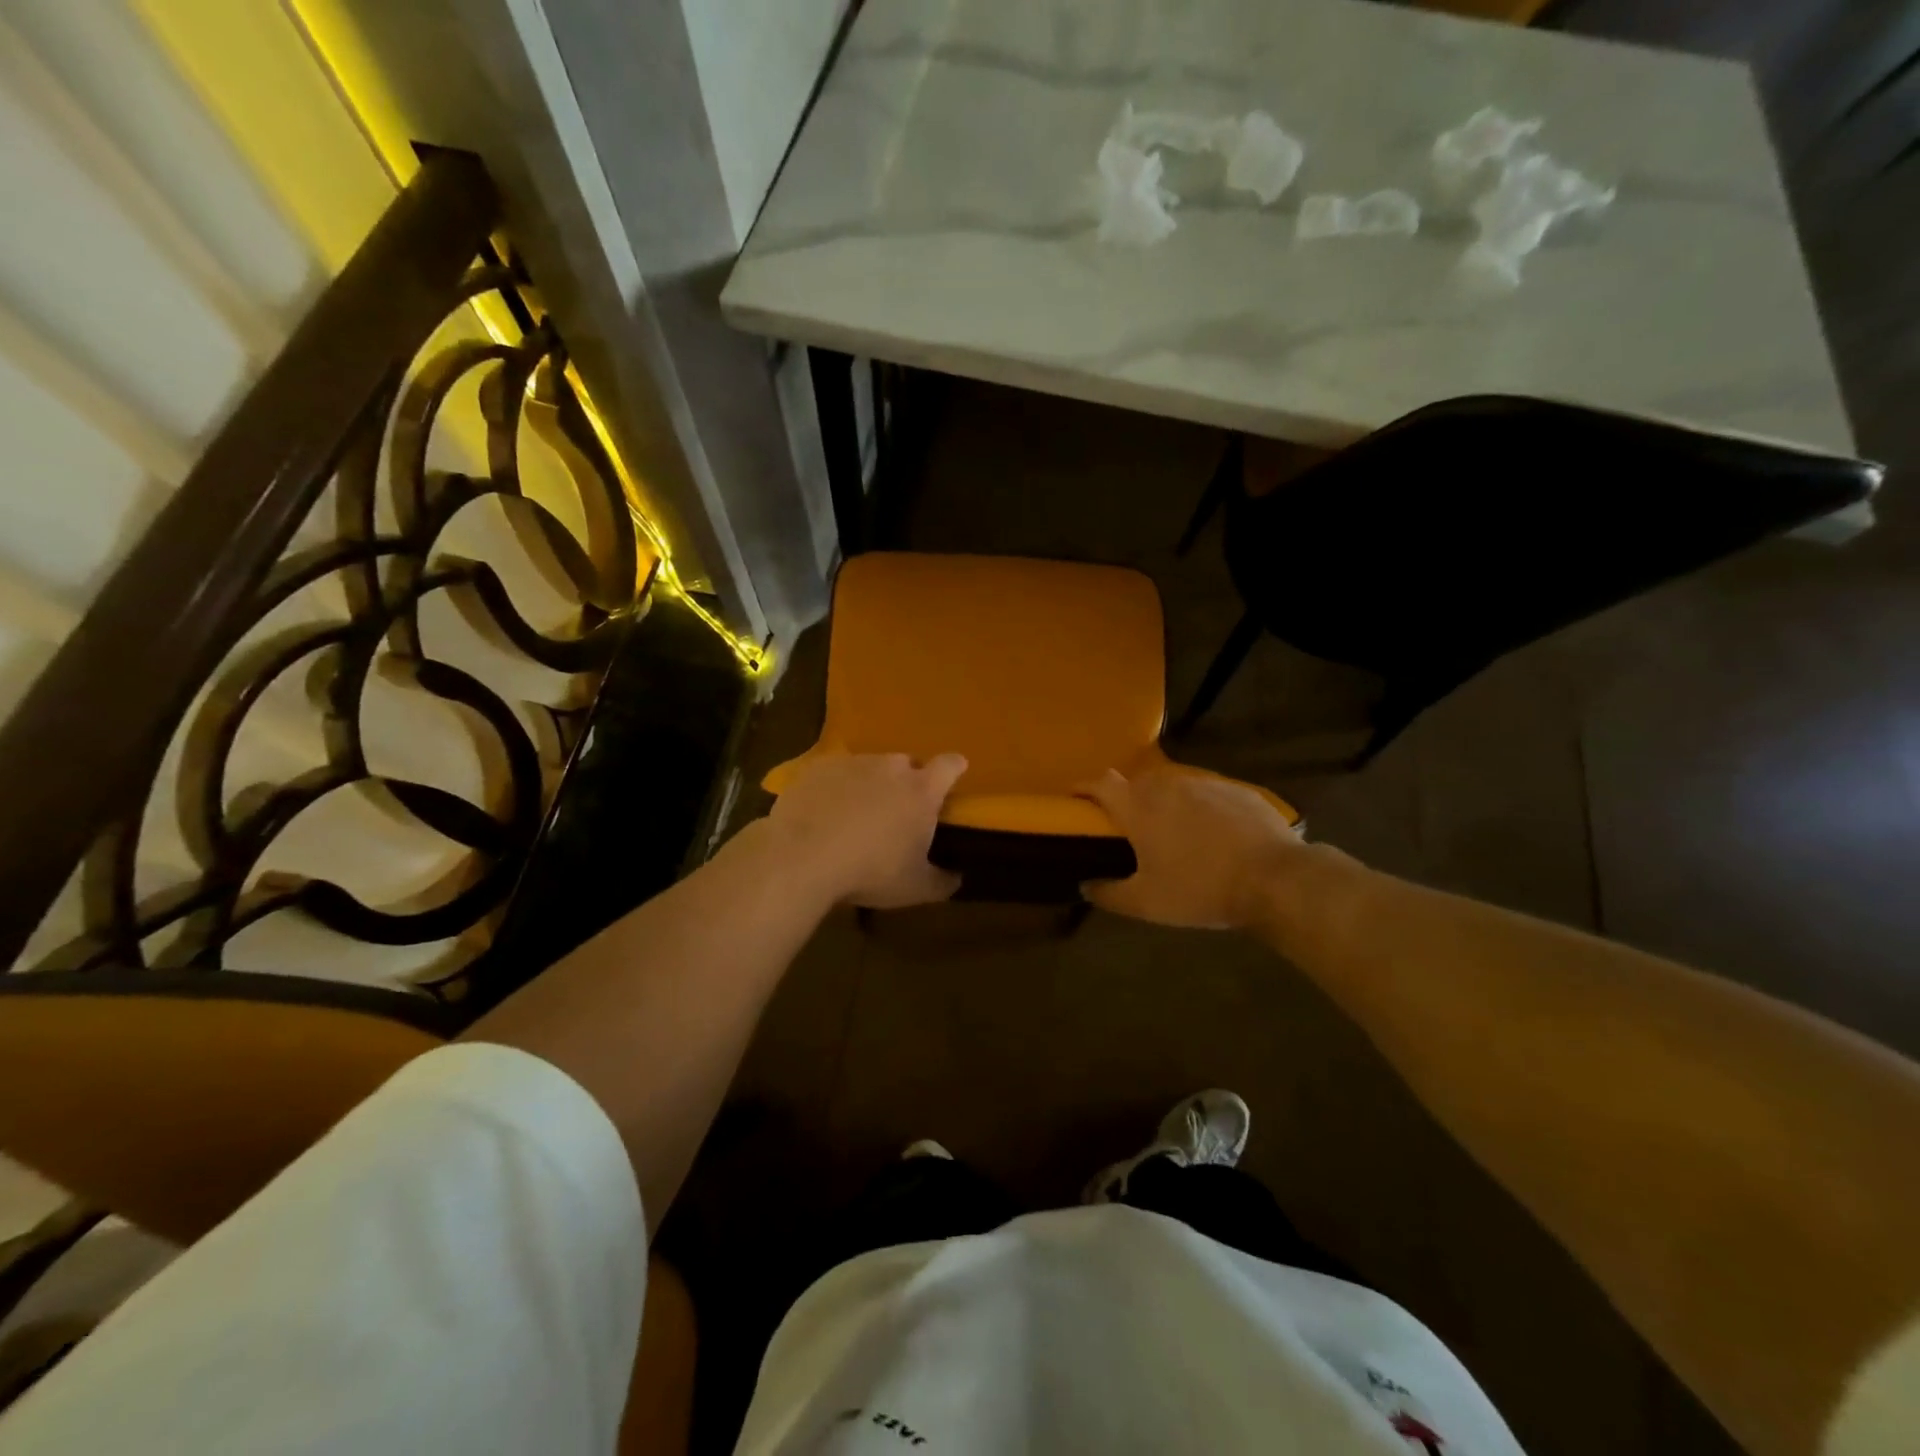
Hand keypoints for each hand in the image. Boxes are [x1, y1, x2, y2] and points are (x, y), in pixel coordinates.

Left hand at [763, 752, 968, 908]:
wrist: (803, 858)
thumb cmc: (871, 871)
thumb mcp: (916, 888)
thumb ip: (943, 881)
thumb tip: (957, 878)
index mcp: (921, 790)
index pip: (949, 766)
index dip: (954, 769)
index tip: (952, 778)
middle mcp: (891, 767)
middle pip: (907, 765)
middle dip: (906, 783)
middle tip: (897, 812)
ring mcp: (852, 762)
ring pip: (870, 767)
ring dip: (870, 785)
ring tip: (856, 815)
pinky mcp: (818, 767)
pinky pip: (835, 773)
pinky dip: (836, 788)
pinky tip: (824, 814)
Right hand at [1079, 767, 1304, 928]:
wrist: (1275, 878)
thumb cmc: (1201, 889)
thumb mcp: (1147, 903)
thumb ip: (1109, 894)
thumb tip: (1085, 886)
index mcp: (1139, 808)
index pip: (1100, 783)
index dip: (1083, 787)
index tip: (1075, 798)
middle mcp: (1167, 787)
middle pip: (1136, 783)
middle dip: (1126, 799)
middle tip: (1130, 828)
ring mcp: (1204, 784)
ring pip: (1173, 787)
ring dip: (1165, 804)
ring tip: (1174, 832)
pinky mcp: (1236, 789)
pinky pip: (1207, 793)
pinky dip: (1200, 808)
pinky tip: (1213, 834)